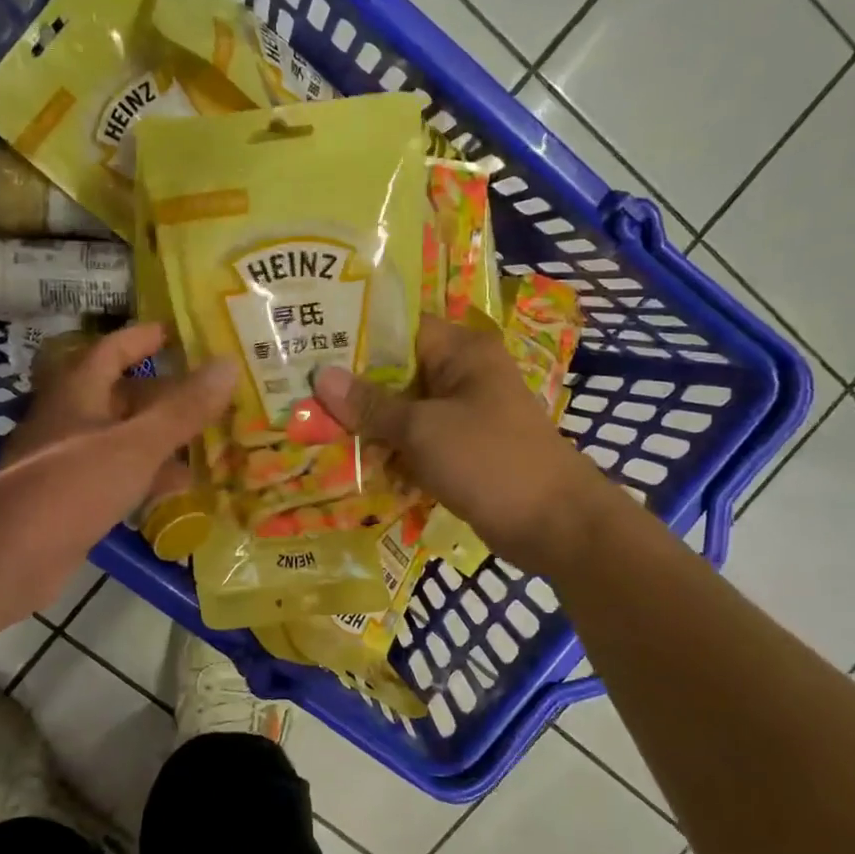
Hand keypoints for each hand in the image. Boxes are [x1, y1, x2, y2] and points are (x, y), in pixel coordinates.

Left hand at [0, 323, 234, 621]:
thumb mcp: (137, 444)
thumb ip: (183, 408)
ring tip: (206, 441)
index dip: (144, 338)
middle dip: (164, 394)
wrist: (9, 555)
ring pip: (122, 438)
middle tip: (209, 394)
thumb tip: (229, 364)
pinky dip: (146, 476)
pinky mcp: (69, 499)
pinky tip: (178, 489)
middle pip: (121, 395)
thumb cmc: (73, 485)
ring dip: (160, 438)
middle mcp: (69, 419)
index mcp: (78, 392)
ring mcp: (67, 460)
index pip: (113, 349)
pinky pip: (116, 475)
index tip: (179, 332)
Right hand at [314, 317, 622, 574]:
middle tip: (300, 395)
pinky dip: (390, 451)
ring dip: (368, 425)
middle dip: (353, 389)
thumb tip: (321, 376)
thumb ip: (371, 404)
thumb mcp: (423, 429)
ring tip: (314, 430)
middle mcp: (462, 375)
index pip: (398, 328)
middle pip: (396, 372)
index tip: (309, 347)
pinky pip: (416, 441)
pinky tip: (352, 463)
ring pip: (403, 410)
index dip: (354, 336)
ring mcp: (463, 414)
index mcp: (461, 351)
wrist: (554, 525)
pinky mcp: (461, 449)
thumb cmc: (489, 461)